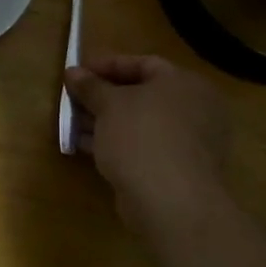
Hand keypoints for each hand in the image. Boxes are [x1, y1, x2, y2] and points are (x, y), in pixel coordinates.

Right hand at [65, 54, 229, 227]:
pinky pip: (143, 147)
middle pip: (141, 95)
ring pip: (140, 124)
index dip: (107, 66)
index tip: (78, 73)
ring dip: (106, 122)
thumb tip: (72, 72)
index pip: (143, 64)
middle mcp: (193, 109)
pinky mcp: (178, 171)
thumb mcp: (109, 105)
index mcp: (184, 83)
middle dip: (103, 97)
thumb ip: (90, 86)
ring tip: (72, 124)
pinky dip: (117, 144)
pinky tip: (87, 147)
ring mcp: (188, 143)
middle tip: (74, 99)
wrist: (171, 202)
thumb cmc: (142, 137)